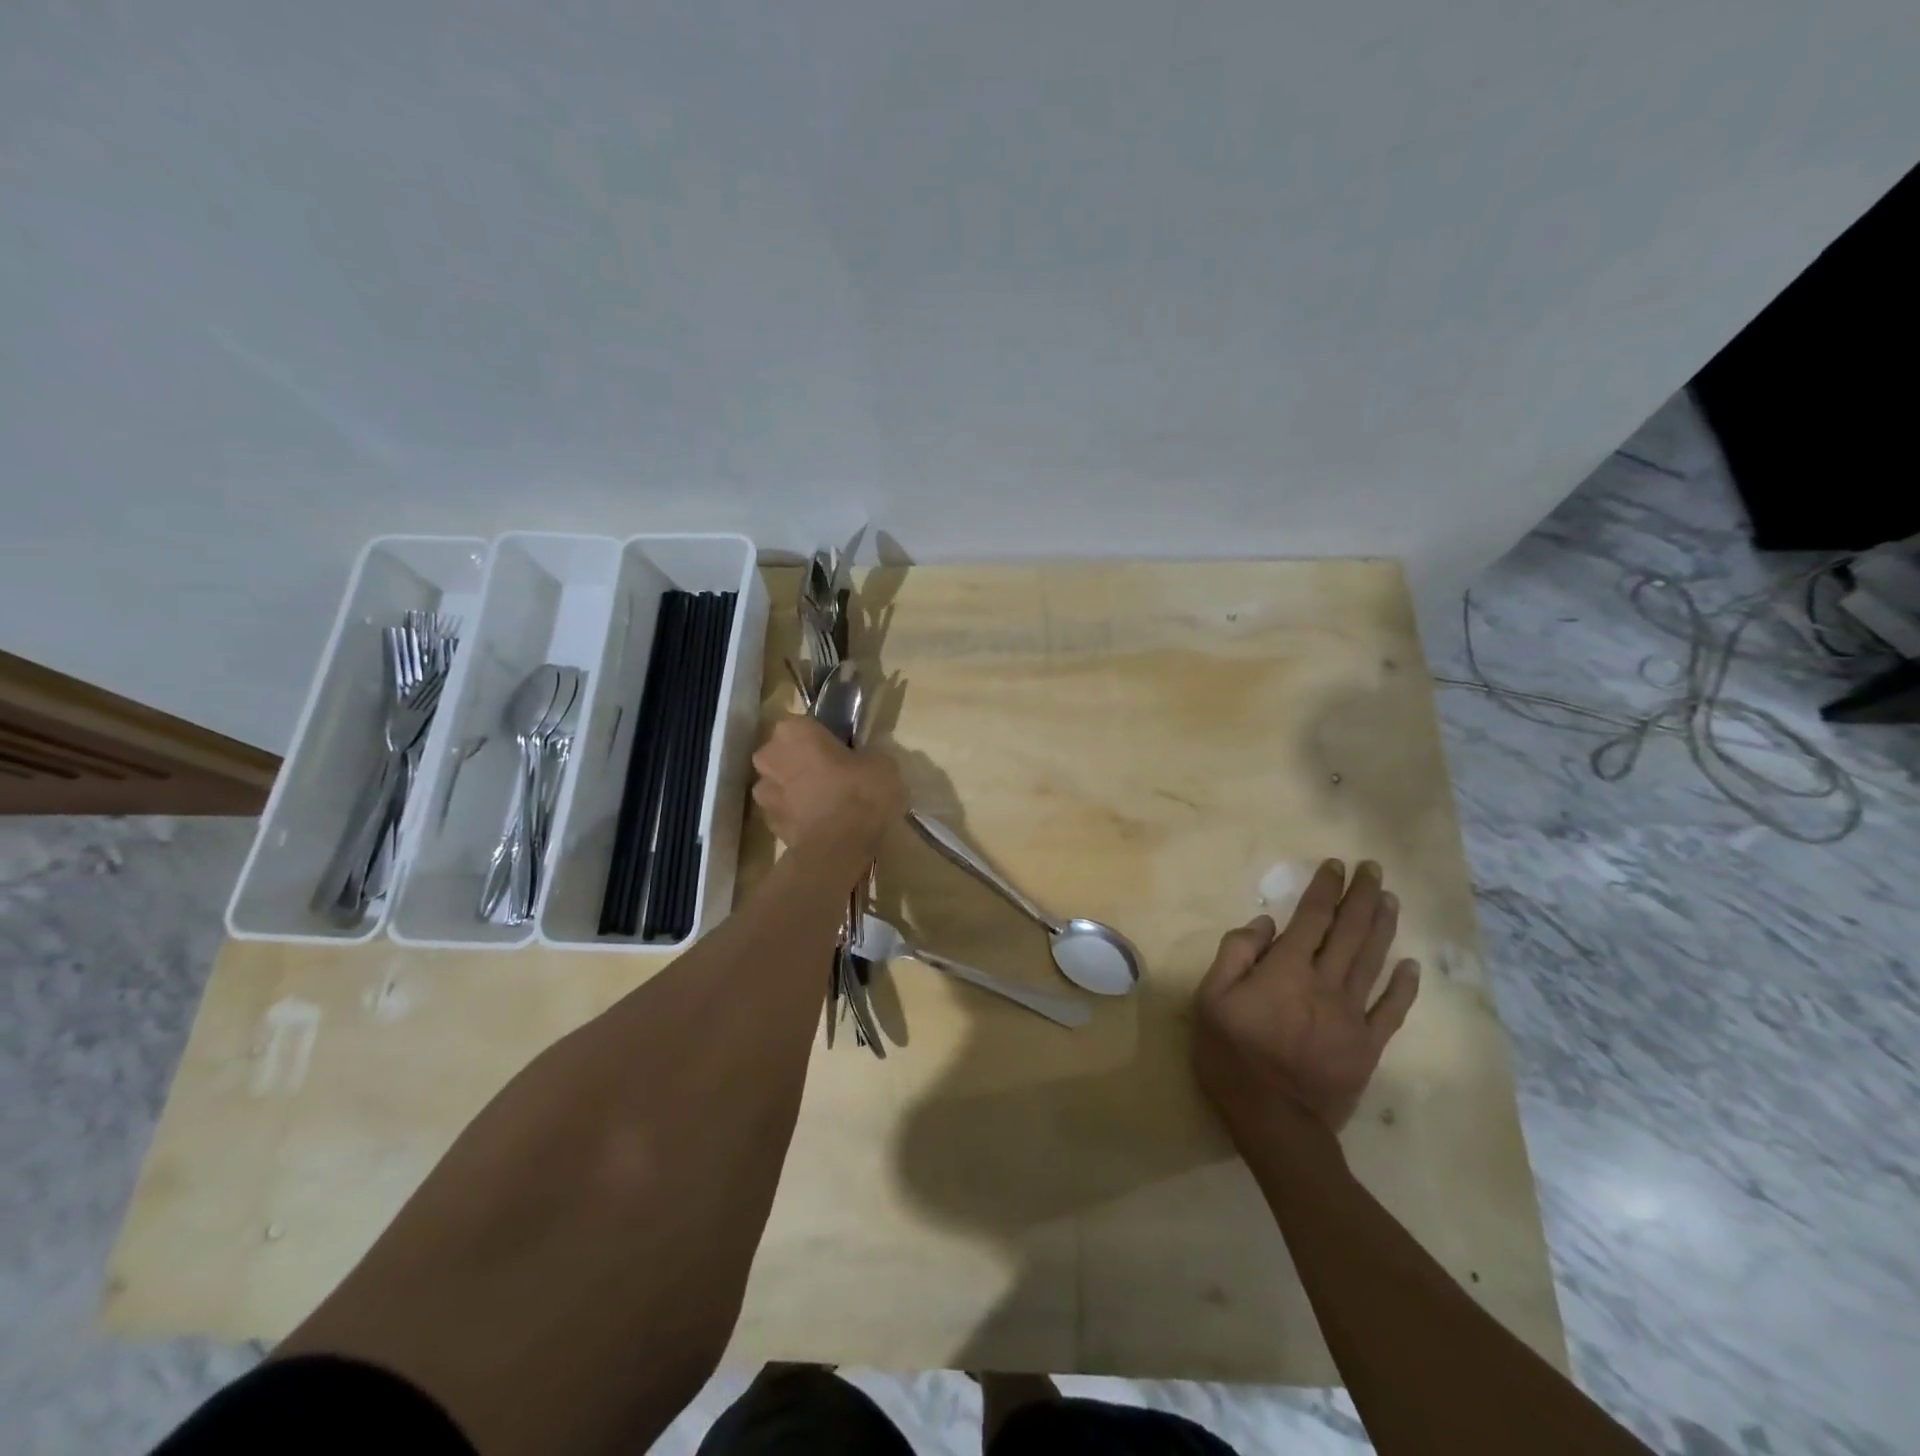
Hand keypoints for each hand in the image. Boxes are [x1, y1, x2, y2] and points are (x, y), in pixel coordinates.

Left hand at [751, 717, 905, 854]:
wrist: (838, 848)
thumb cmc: (860, 794)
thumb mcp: (883, 765)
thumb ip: (867, 758)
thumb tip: (866, 765)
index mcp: (794, 730)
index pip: (804, 726)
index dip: (821, 739)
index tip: (839, 752)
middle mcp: (769, 755)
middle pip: (784, 753)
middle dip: (801, 763)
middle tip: (830, 776)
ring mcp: (763, 791)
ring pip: (779, 783)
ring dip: (795, 790)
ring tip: (824, 804)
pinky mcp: (767, 823)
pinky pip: (783, 812)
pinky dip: (796, 816)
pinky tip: (819, 825)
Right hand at [1193, 859, 1419, 1134]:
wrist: (1274, 1121)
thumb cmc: (1232, 1055)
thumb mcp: (1211, 999)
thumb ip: (1235, 954)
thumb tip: (1264, 924)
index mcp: (1287, 969)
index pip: (1312, 918)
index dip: (1326, 888)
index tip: (1336, 866)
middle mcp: (1326, 983)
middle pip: (1350, 932)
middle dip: (1363, 896)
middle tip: (1374, 869)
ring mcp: (1352, 1015)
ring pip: (1373, 961)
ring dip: (1383, 927)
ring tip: (1391, 899)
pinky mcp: (1367, 1045)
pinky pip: (1391, 1010)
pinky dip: (1403, 986)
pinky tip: (1411, 966)